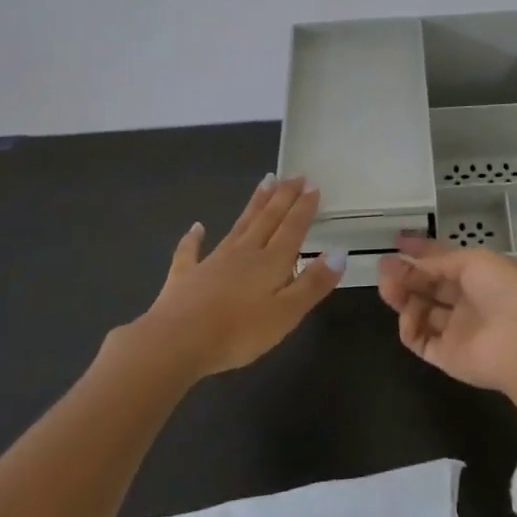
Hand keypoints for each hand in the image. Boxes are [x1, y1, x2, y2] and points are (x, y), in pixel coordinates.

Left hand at [135, 176, 344, 378]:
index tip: (313, 186)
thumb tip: (339, 252)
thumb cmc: (238, 332)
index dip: (304, 208)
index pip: (292, 228)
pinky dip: (194, 238)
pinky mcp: (185, 275)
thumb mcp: (286, 313)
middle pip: (267, 219)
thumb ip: (313, 283)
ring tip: (265, 183)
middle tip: (294, 175)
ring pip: (239, 226)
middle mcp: (244, 253)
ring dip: (254, 204)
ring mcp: (212, 261)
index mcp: (271, 262)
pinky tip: (197, 227)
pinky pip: (191, 251)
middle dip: (283, 197)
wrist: (176, 342)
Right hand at [377, 235, 516, 392]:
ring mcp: (455, 329)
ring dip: (402, 297)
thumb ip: (439, 260)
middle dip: (406, 273)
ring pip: (420, 310)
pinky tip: (408, 315)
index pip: (444, 261)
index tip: (397, 242)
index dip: (421, 251)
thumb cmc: (503, 291)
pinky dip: (409, 326)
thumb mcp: (473, 260)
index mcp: (479, 275)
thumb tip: (413, 262)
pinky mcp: (445, 355)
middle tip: (384, 266)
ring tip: (387, 287)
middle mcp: (467, 301)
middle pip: (429, 285)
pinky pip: (419, 338)